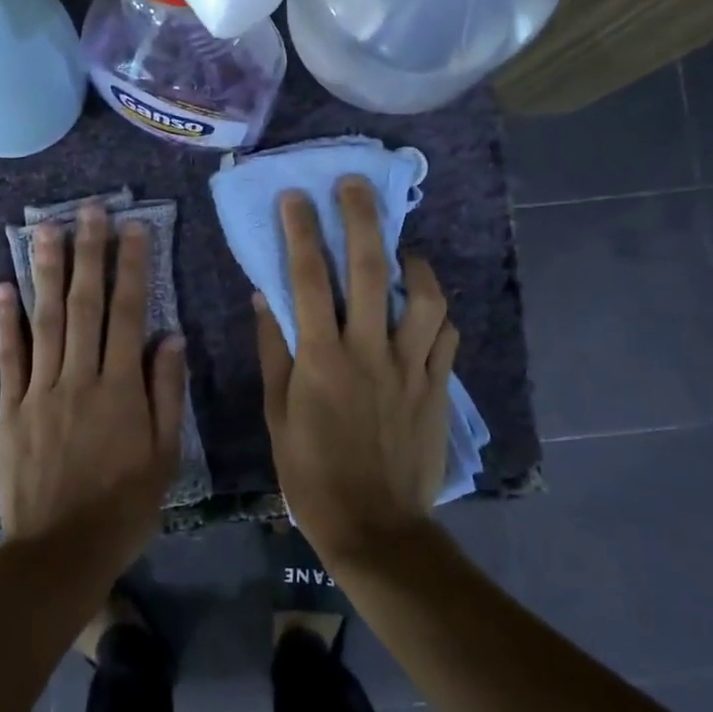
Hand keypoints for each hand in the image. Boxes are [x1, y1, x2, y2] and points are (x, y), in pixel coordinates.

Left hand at [0, 206, 186, 583]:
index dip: (131, 268)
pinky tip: (5, 287)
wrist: (60, 551)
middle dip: (89, 253)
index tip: (133, 228)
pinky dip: (6, 321)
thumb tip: (171, 338)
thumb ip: (166, 394)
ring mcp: (39, 390)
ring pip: (44, 320)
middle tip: (89, 210)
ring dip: (46, 272)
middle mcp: (79, 377)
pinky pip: (8, 357)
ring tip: (46, 229)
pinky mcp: (10, 407)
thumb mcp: (164, 457)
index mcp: (121, 389)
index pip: (129, 314)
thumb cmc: (123, 507)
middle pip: (84, 305)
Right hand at [254, 177, 459, 567]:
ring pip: (425, 297)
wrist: (374, 525)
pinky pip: (446, 336)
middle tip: (355, 186)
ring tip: (402, 249)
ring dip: (414, 262)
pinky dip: (436, 311)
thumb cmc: (311, 472)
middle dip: (362, 219)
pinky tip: (424, 306)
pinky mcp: (437, 386)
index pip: (308, 279)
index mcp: (322, 358)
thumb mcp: (277, 414)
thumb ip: (274, 351)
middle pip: (372, 270)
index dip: (300, 232)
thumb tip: (265, 297)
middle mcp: (370, 351)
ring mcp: (411, 367)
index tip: (295, 198)